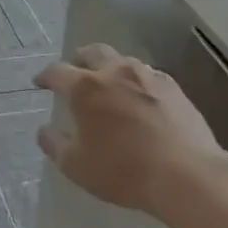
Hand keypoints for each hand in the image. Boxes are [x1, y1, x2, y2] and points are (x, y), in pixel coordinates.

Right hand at [35, 44, 227, 217]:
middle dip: (79, 59)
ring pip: (122, 60)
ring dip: (110, 67)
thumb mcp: (77, 166)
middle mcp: (114, 72)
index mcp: (85, 87)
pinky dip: (136, 81)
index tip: (40, 82)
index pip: (57, 72)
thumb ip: (54, 145)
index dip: (45, 76)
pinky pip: (148, 75)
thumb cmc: (124, 171)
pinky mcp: (173, 88)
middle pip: (92, 52)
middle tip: (75, 70)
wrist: (187, 175)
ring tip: (109, 84)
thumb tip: (44, 130)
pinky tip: (140, 97)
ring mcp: (147, 76)